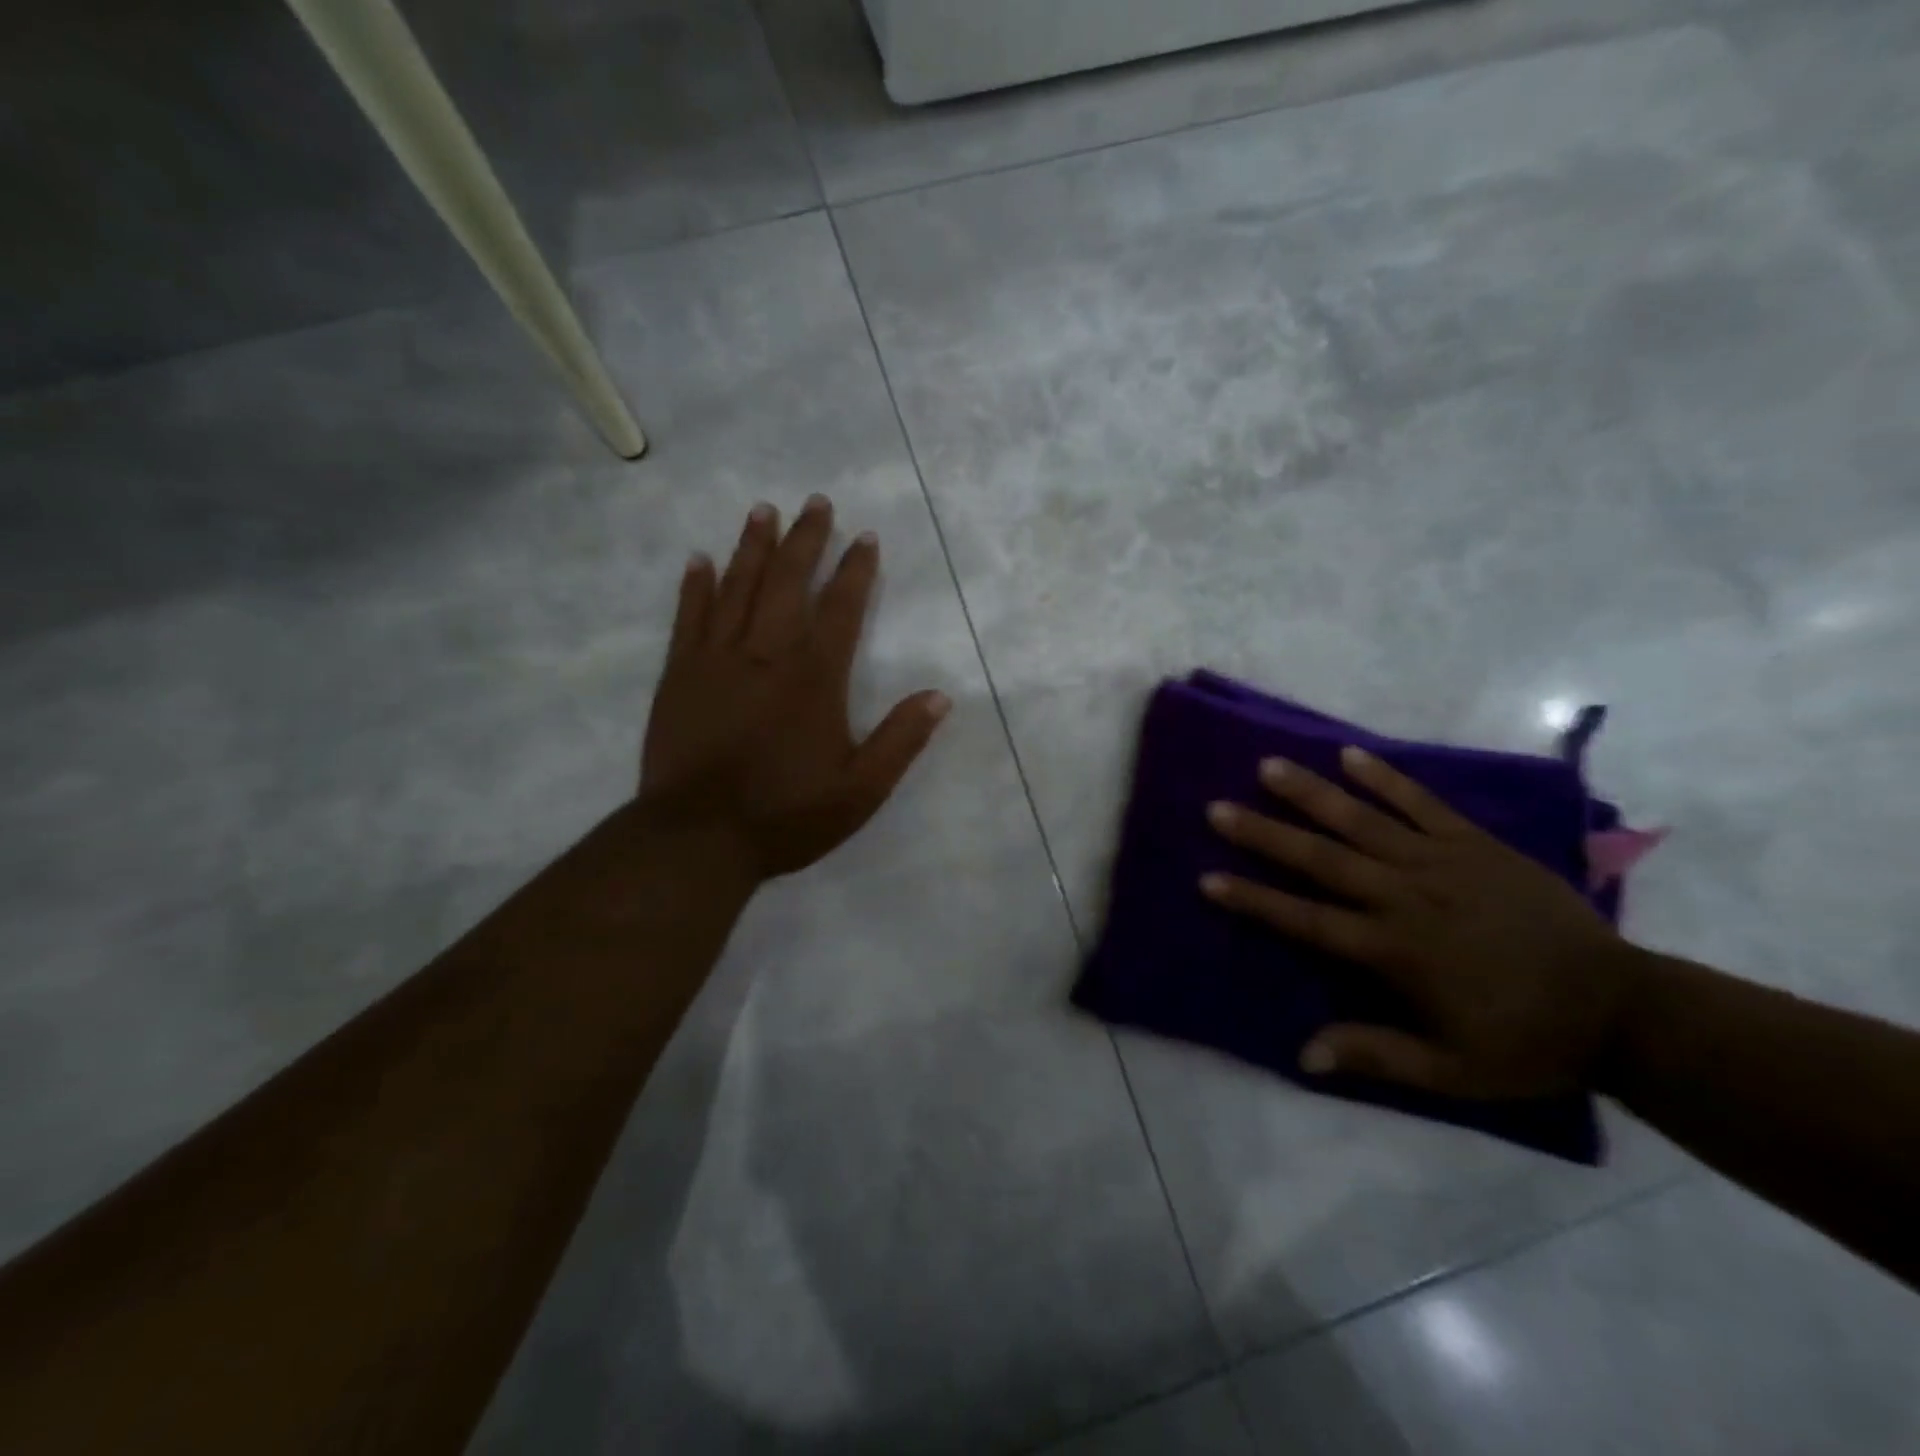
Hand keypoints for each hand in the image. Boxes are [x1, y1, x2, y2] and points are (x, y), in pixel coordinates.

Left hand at [639, 496, 949, 882]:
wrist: (698, 839)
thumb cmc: (786, 816)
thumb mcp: (860, 791)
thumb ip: (900, 741)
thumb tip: (940, 696)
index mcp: (814, 679)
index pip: (841, 609)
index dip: (856, 571)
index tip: (865, 537)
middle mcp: (766, 655)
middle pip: (788, 583)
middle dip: (805, 540)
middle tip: (815, 502)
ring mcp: (717, 661)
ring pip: (737, 588)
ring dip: (753, 548)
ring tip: (763, 510)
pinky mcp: (679, 676)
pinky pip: (688, 618)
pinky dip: (695, 587)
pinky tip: (700, 560)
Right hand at [1202, 747, 1641, 1098]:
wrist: (1622, 1007)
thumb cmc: (1525, 1040)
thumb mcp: (1452, 1070)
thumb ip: (1377, 1056)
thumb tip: (1304, 1053)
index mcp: (1394, 950)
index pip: (1306, 920)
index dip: (1254, 900)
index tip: (1208, 879)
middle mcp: (1406, 896)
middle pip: (1322, 860)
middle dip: (1265, 834)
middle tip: (1218, 808)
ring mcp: (1441, 863)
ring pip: (1363, 821)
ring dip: (1312, 794)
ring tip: (1269, 767)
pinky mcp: (1476, 844)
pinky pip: (1423, 804)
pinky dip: (1386, 778)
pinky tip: (1350, 754)